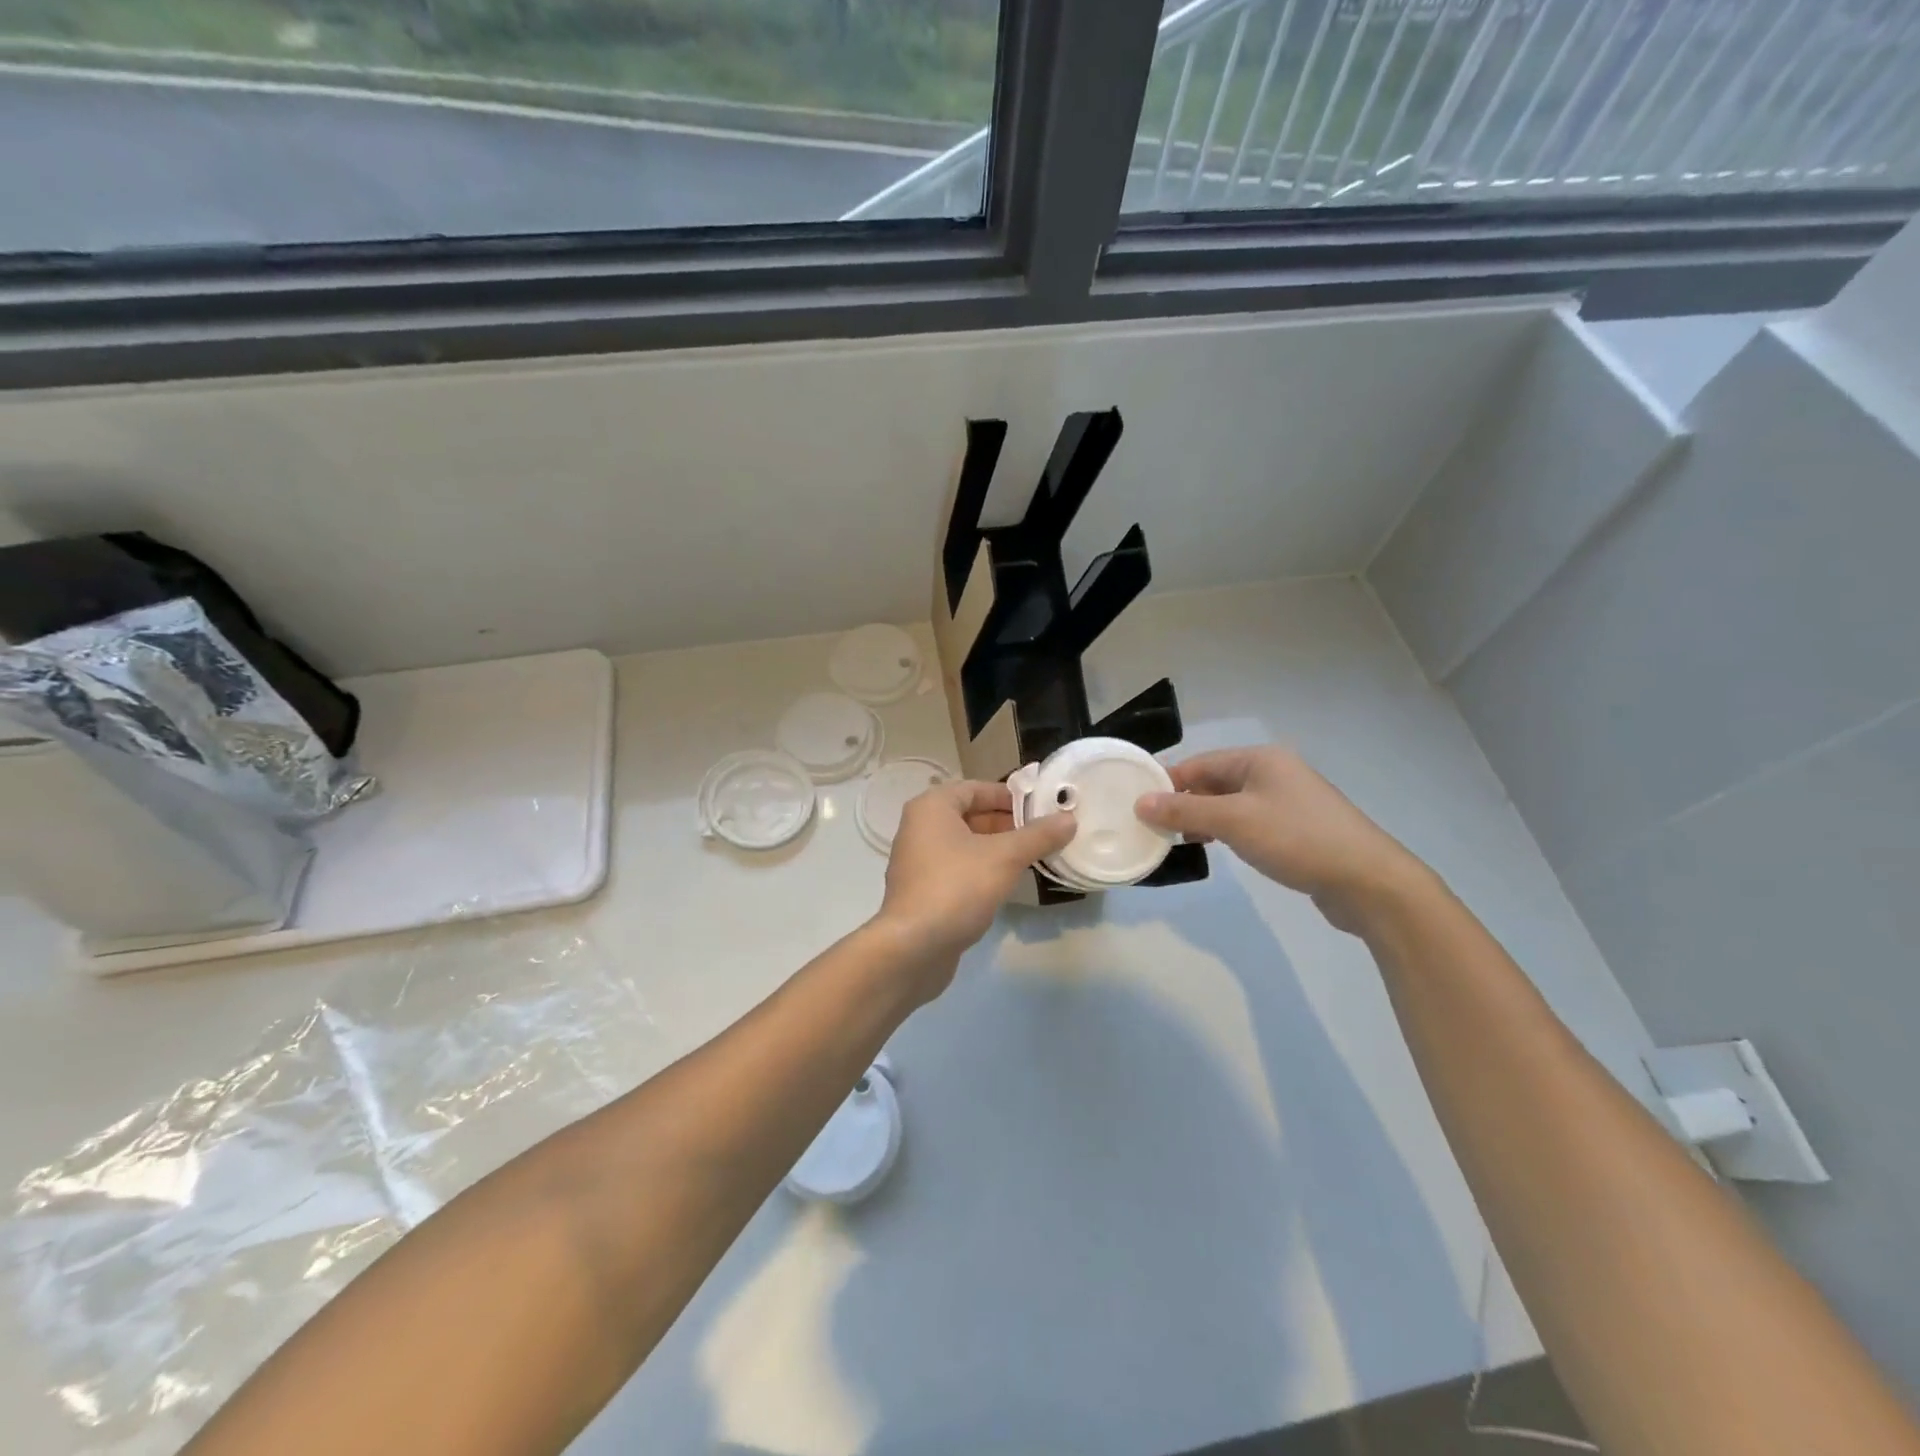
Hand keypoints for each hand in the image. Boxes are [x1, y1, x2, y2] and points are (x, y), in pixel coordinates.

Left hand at [876, 780, 1074, 989]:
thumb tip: (1069, 819)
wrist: (913, 947)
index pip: (975, 789)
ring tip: (1032, 858)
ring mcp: (917, 862)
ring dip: (996, 849)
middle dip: (1006, 824)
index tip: (1041, 809)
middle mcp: (919, 828)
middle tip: (1042, 835)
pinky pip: (957, 869)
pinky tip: (1006, 885)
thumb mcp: (1005, 857)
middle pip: (970, 816)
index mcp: (931, 808)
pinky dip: (981, 870)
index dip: (1009, 796)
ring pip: (964, 845)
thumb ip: (1038, 836)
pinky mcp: (922, 891)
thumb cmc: (957, 887)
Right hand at [1135, 747, 1426, 929]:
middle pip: (1214, 781)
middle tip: (1151, 825)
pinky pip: (1247, 821)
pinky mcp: (1295, 829)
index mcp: (1259, 759)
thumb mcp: (1234, 821)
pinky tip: (1212, 847)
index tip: (1136, 803)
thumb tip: (1141, 802)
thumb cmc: (1297, 839)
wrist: (1368, 881)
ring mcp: (1286, 801)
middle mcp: (1273, 772)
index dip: (1167, 781)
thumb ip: (1185, 810)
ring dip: (1202, 818)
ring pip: (1229, 803)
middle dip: (1183, 801)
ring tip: (1175, 839)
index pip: (1199, 763)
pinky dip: (1224, 830)